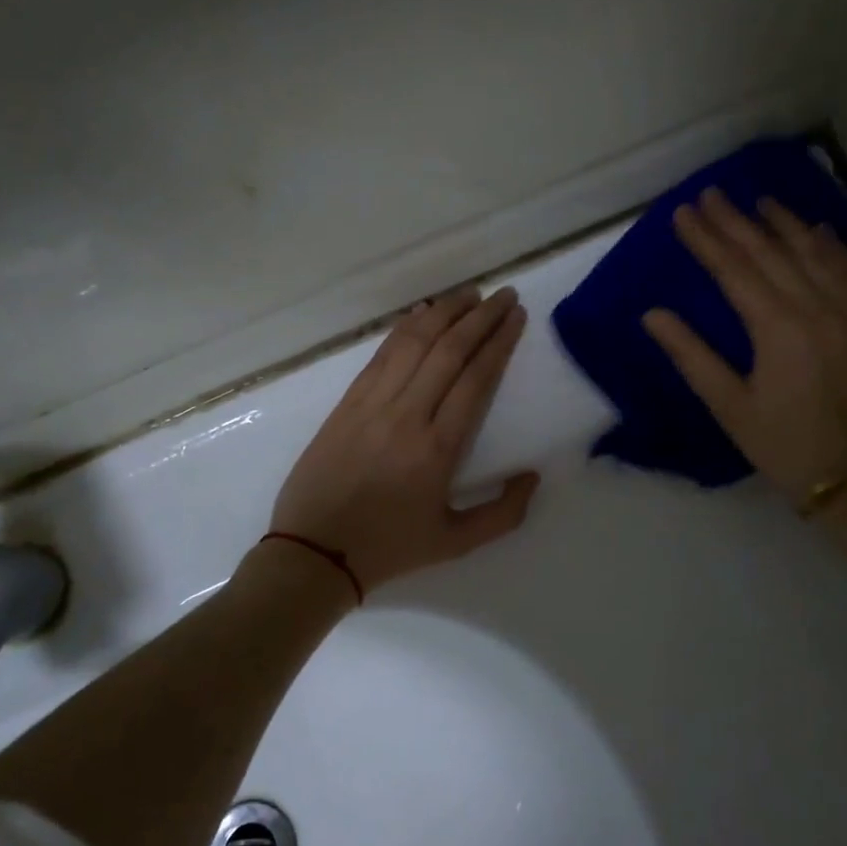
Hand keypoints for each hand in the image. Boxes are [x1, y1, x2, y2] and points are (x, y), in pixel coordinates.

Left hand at [271, 287, 540, 592]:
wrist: (314, 551)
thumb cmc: (389, 548)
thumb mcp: (456, 543)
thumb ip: (504, 513)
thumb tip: (532, 476)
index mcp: (438, 449)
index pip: (475, 379)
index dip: (499, 342)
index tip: (517, 317)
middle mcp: (407, 415)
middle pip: (449, 351)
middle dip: (481, 317)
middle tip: (504, 295)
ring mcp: (372, 404)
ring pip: (413, 343)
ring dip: (444, 312)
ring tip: (470, 294)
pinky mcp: (347, 403)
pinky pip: (381, 355)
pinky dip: (405, 329)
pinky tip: (422, 314)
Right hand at [642, 188, 846, 507]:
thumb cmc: (785, 447)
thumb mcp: (730, 407)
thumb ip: (692, 356)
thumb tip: (653, 315)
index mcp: (778, 328)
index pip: (734, 270)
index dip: (706, 239)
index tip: (683, 212)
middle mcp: (817, 307)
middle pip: (770, 253)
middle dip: (737, 221)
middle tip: (712, 193)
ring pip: (814, 253)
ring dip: (784, 223)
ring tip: (759, 200)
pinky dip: (831, 245)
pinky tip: (817, 229)